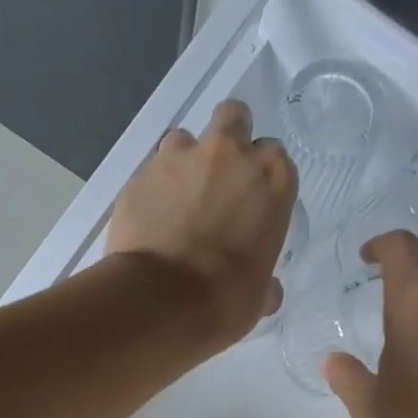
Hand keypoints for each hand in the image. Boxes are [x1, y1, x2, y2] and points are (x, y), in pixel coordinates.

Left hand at [106, 99, 296, 345]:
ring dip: (185, 160)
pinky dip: (154, 186)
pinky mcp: (141, 172)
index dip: (262, 175)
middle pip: (234, 118)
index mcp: (272, 182)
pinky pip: (151, 168)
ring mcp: (182, 157)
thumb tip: (267, 290)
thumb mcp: (259, 297)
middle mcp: (231, 156)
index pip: (275, 158)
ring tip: (178, 197)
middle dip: (230, 138)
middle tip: (220, 174)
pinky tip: (150, 216)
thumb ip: (265, 282)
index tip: (253, 198)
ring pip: (186, 137)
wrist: (162, 298)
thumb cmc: (226, 299)